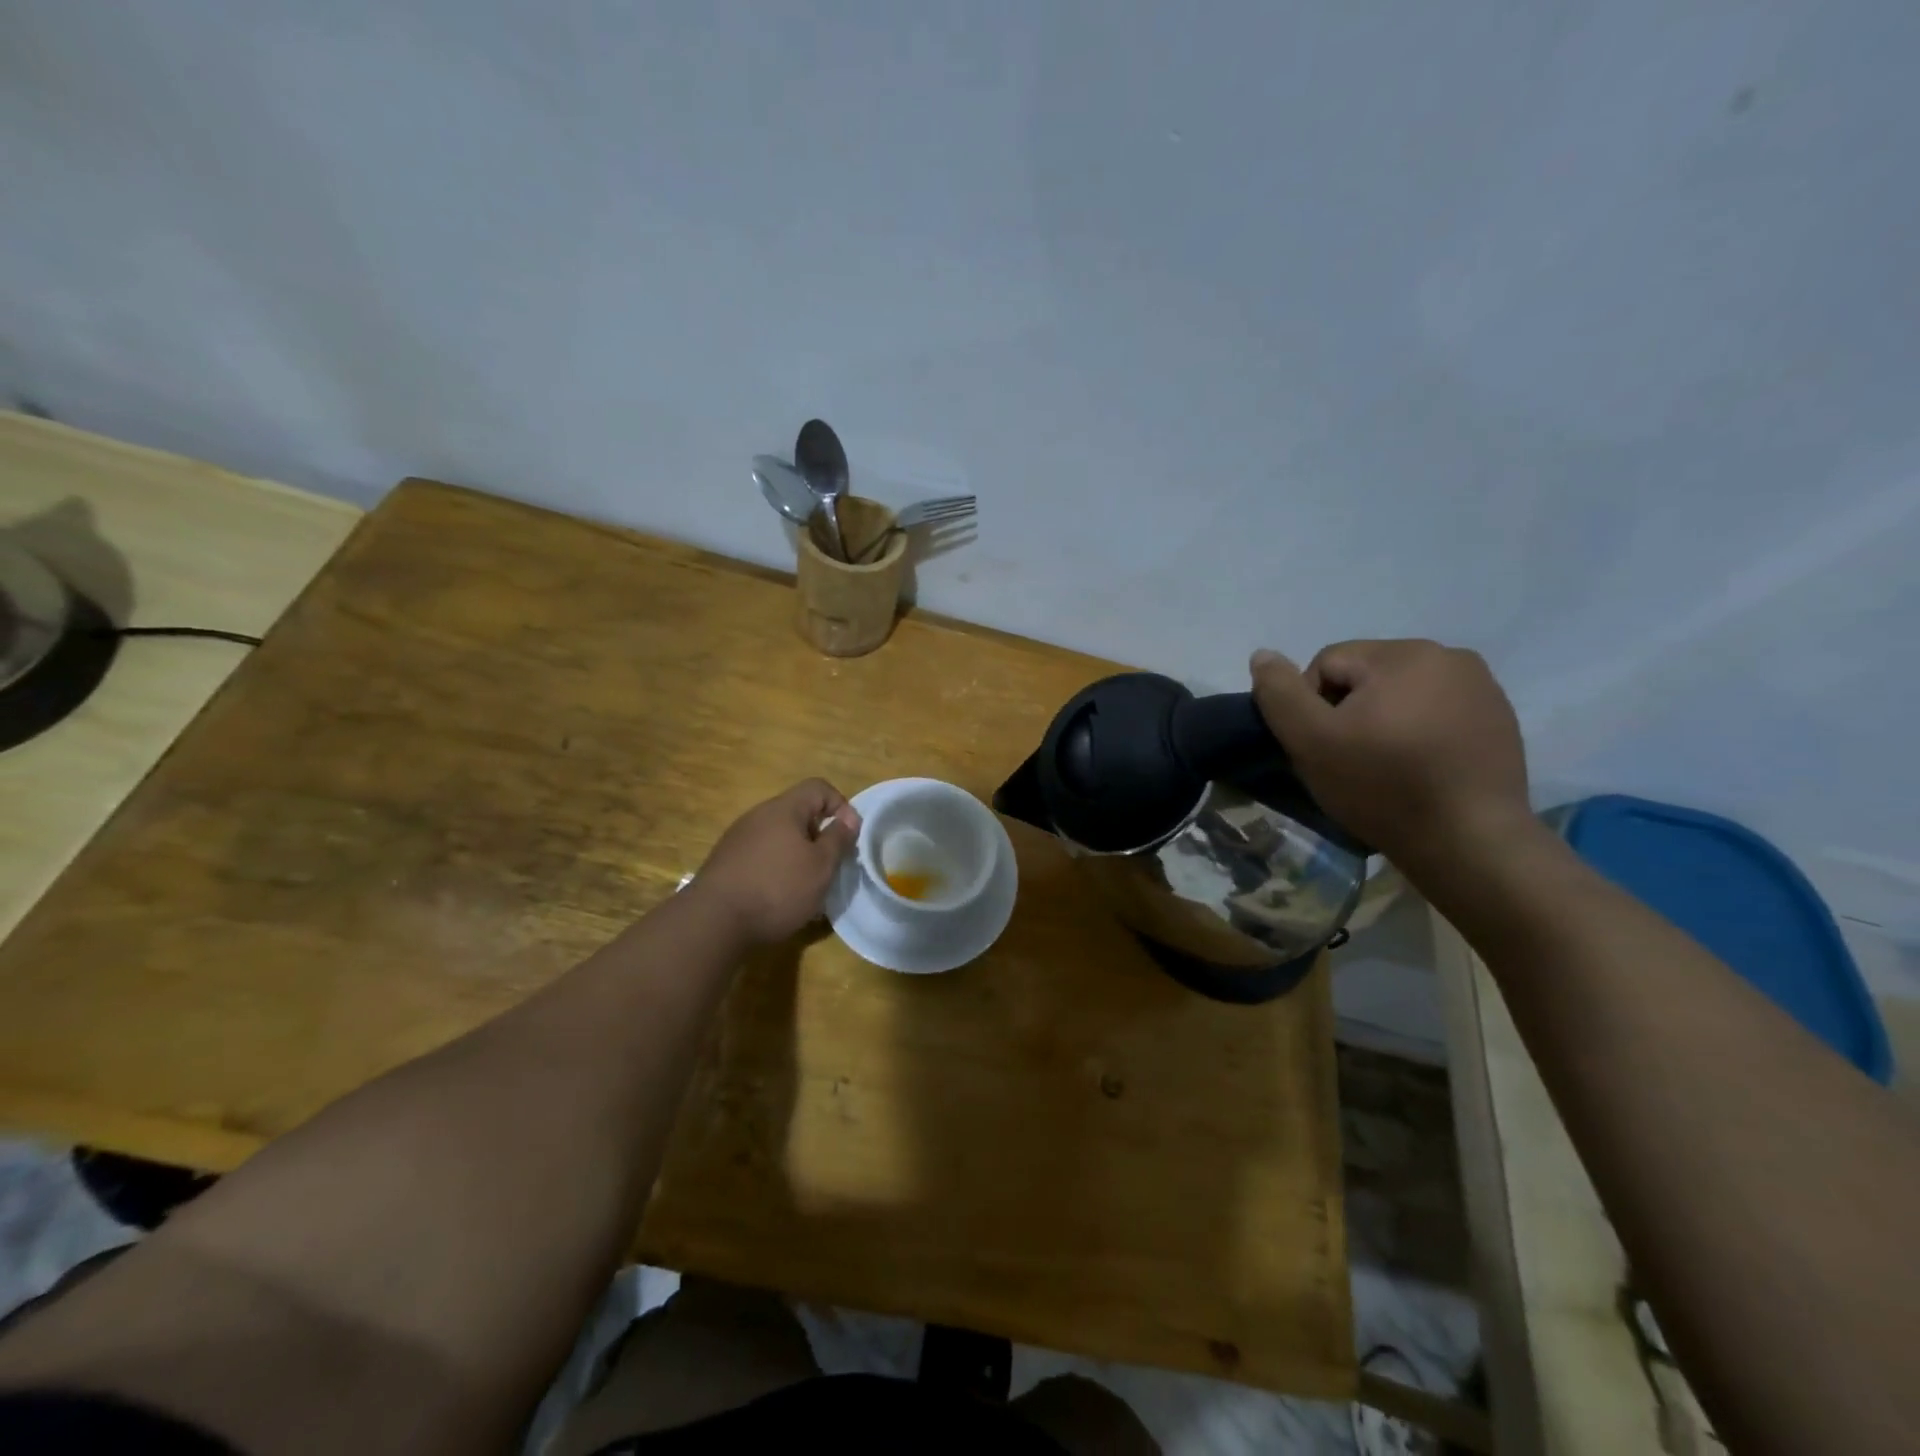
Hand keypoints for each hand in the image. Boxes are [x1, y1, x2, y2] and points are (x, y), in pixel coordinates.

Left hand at [692, 779, 861, 945]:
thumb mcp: (821, 866)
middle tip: (829, 865)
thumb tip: (849, 818)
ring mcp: (738, 838)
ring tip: (805, 886)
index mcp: (783, 809)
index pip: (819, 787)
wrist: (713, 922)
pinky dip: (776, 868)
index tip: (848, 837)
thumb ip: (838, 839)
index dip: (841, 805)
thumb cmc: (777, 888)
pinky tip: (778, 897)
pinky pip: (761, 855)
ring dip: (798, 855)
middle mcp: (758, 815)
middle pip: (798, 813)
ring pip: (779, 836)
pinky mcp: (726, 862)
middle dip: (819, 835)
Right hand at [1250, 639, 1532, 869]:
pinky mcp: (1499, 719)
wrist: (1470, 843)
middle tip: (1350, 760)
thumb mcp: (1311, 741)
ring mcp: (1482, 687)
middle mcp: (1449, 656)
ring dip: (1383, 721)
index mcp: (1403, 653)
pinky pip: (1438, 712)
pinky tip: (1420, 769)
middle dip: (1349, 711)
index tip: (1323, 749)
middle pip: (1366, 675)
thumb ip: (1279, 693)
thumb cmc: (1382, 786)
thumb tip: (1262, 655)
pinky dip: (1419, 732)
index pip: (1327, 663)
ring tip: (1386, 766)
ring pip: (1402, 693)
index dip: (1311, 707)